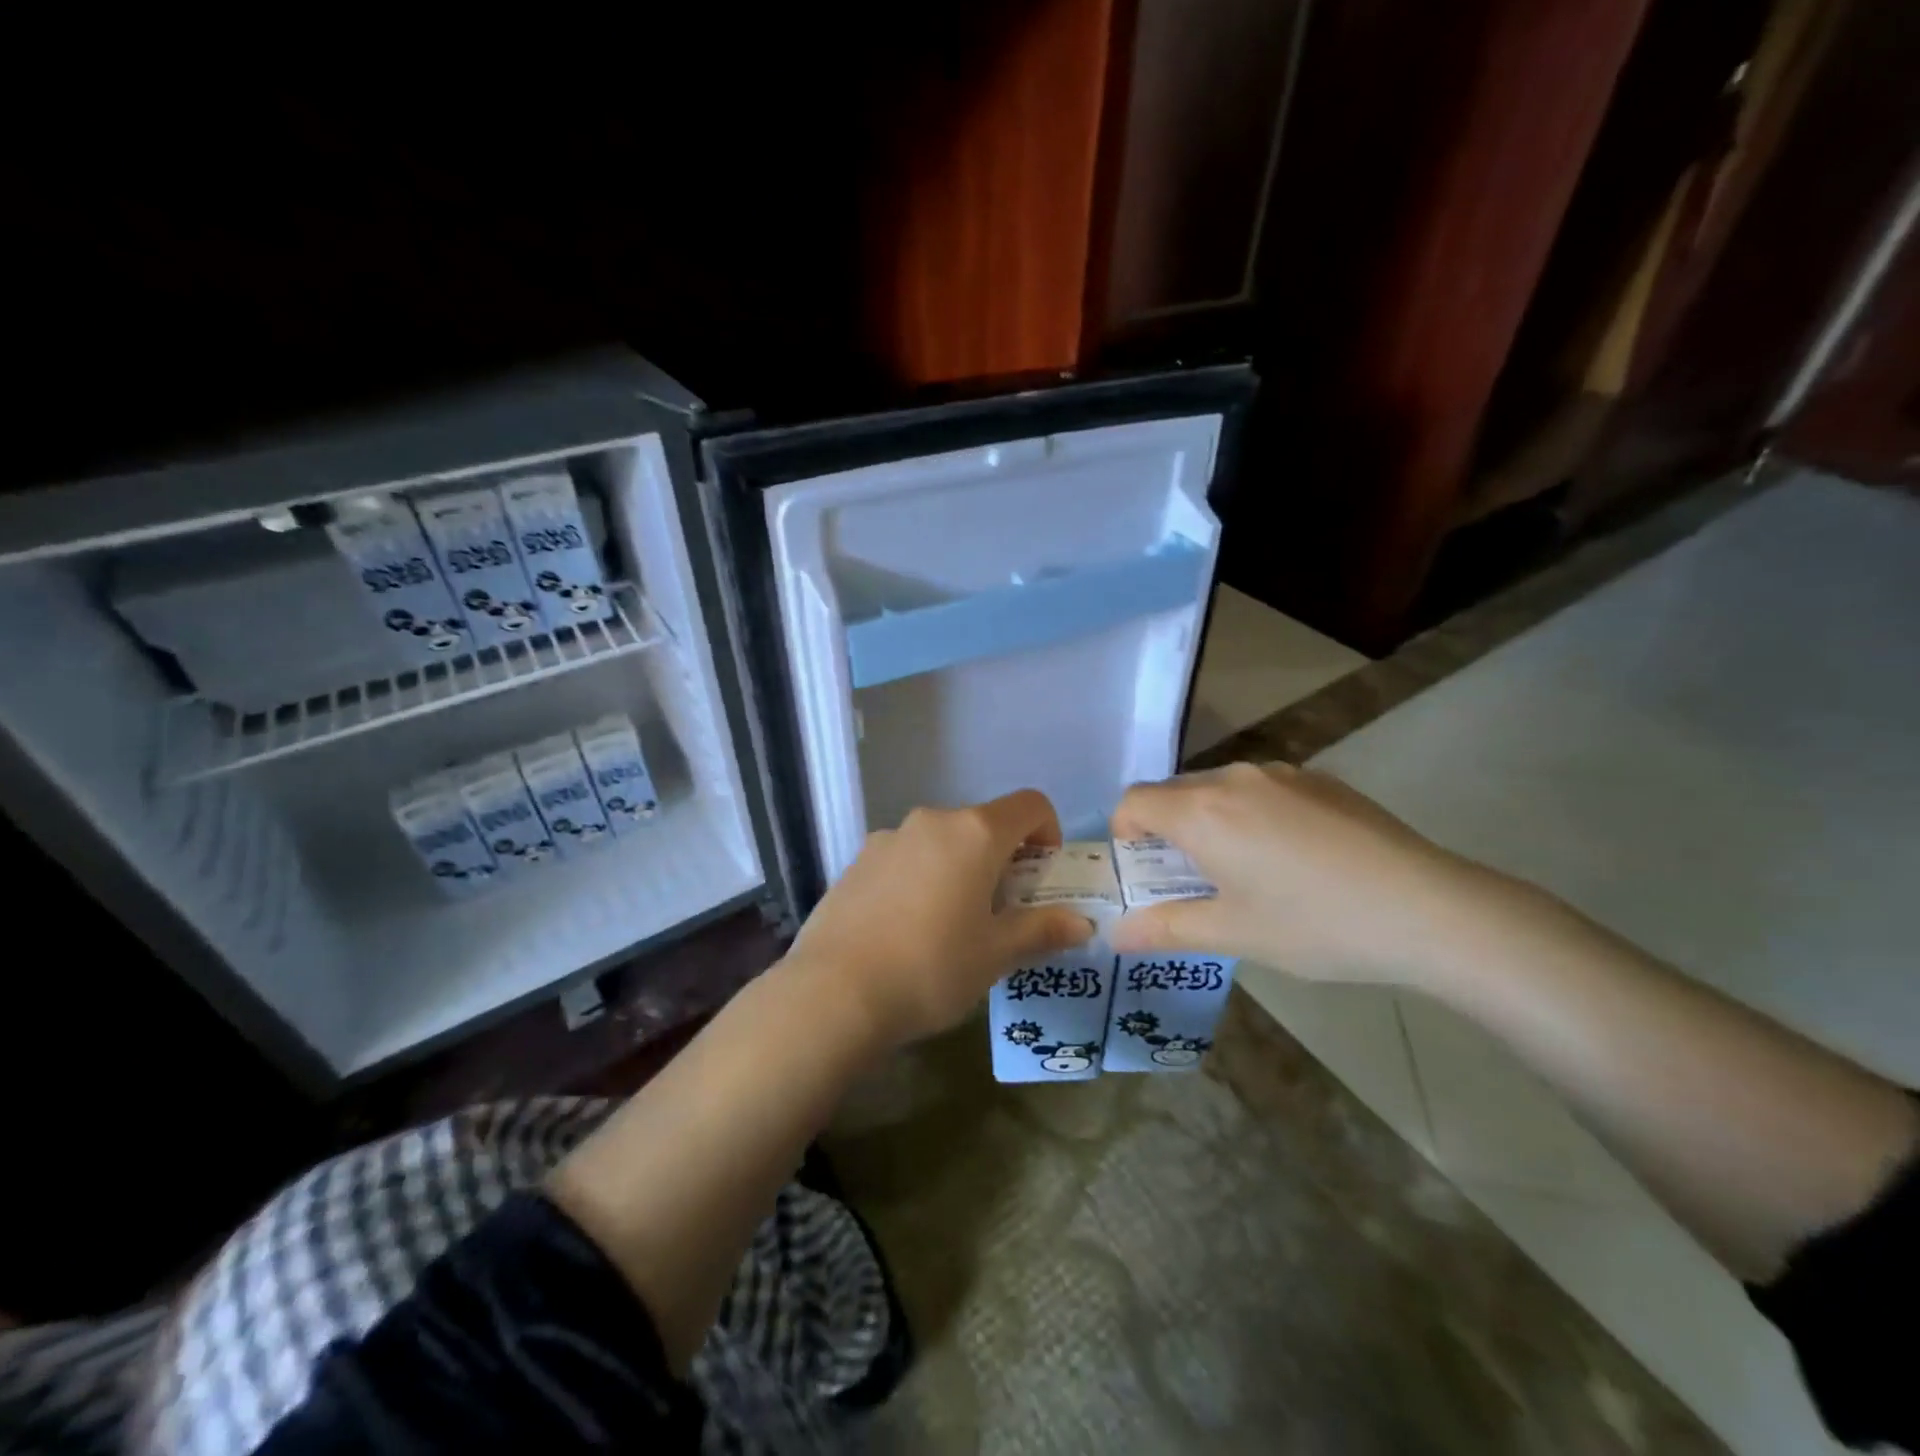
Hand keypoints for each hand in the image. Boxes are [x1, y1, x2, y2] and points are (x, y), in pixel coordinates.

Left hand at [783, 790, 1095, 1046]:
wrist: (834, 993)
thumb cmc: (931, 968)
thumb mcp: (995, 954)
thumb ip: (1041, 930)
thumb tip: (1082, 924)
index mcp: (973, 833)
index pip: (1029, 804)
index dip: (1048, 831)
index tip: (1043, 875)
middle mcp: (931, 822)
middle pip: (983, 824)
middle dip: (1002, 859)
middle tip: (1001, 912)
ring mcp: (888, 838)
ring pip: (941, 842)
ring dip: (959, 869)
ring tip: (950, 926)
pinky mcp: (856, 862)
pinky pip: (905, 859)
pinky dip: (920, 878)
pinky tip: (905, 930)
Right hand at [1110, 762, 1507, 985]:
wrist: (1429, 909)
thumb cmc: (1315, 924)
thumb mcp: (1234, 934)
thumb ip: (1165, 928)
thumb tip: (1116, 935)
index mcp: (1202, 812)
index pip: (1134, 801)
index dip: (1125, 834)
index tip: (1147, 873)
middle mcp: (1234, 778)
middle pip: (1174, 793)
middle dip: (1167, 831)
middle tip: (1193, 881)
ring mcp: (1281, 773)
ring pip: (1220, 789)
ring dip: (1211, 821)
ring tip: (1247, 871)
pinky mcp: (1320, 779)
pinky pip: (1262, 789)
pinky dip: (1252, 815)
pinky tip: (1295, 858)